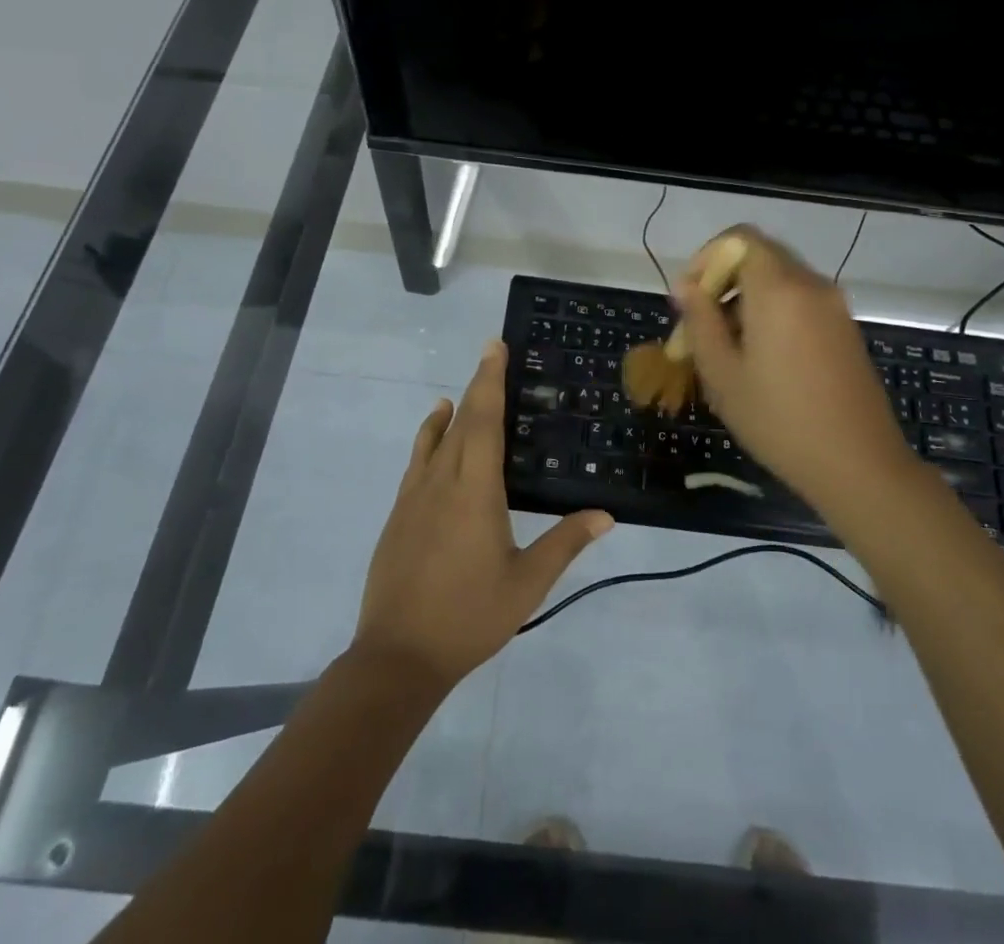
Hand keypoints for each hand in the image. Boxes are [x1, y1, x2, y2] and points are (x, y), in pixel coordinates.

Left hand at [352, 340, 612, 689]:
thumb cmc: (468, 616)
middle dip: (477, 386)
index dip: (489, 380)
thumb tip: (605, 515)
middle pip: (460, 421)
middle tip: (492, 357)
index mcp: (474, 490)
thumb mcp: (526, 584)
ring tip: (461, 394)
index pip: (483, 420)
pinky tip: (434, 441)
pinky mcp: (399, 515)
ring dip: (451, 412)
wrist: (397, 656)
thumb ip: (564, 544)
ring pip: (434, 439)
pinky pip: (417, 462)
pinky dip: (428, 439)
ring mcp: (414, 497)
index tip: (494, 347)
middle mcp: (441, 481)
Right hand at [672, 226, 904, 501]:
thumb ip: (701, 321)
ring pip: (779, 281)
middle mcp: (810, 285)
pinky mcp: (845, 328)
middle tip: (700, 326)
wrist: (859, 465)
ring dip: (746, 300)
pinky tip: (761, 359)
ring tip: (725, 349)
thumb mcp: (723, 374)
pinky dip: (773, 313)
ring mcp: (834, 306)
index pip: (739, 238)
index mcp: (779, 288)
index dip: (707, 258)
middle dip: (723, 282)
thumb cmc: (779, 421)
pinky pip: (800, 302)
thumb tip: (687, 287)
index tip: (689, 298)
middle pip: (759, 257)